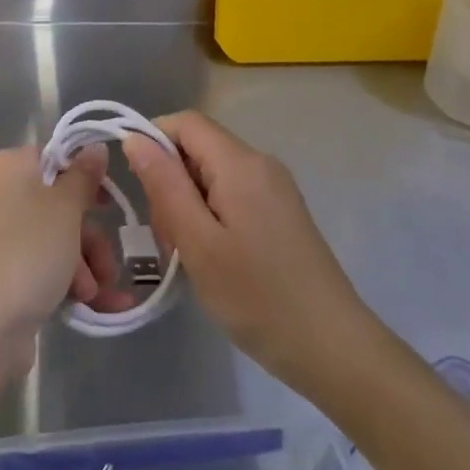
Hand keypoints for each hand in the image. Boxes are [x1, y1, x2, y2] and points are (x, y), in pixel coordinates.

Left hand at [0, 145, 131, 387]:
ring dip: (85, 266)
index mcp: (6, 167)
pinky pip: (40, 269)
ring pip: (54, 240)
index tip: (109, 204)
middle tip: (110, 265)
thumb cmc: (24, 252)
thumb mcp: (65, 208)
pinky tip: (95, 306)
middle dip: (91, 237)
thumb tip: (94, 147)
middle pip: (58, 205)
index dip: (86, 178)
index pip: (54, 159)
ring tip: (97, 295)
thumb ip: (84, 176)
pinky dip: (67, 283)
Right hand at [122, 111, 381, 396]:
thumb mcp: (198, 242)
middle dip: (170, 181)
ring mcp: (275, 187)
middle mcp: (260, 162)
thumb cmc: (258, 296)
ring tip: (187, 255)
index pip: (185, 122)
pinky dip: (211, 214)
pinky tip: (212, 257)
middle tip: (166, 237)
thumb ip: (165, 185)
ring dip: (189, 203)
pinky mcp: (282, 211)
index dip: (152, 141)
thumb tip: (135, 138)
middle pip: (199, 147)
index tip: (137, 187)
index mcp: (240, 162)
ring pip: (213, 174)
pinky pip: (233, 193)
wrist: (333, 347)